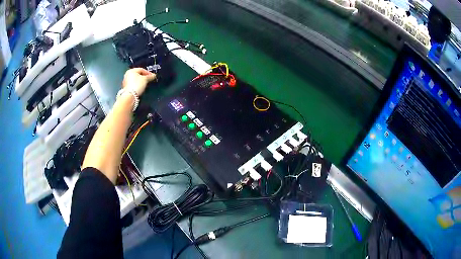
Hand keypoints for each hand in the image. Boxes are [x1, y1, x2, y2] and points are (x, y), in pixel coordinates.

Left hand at [122, 68, 156, 95]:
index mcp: (131, 71)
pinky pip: (133, 85)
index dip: (148, 72)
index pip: (141, 69)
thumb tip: (153, 76)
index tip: (152, 76)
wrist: (130, 96)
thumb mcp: (145, 79)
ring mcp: (126, 82)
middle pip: (138, 74)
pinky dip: (137, 86)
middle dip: (144, 77)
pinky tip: (140, 88)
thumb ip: (150, 76)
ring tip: (145, 84)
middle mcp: (127, 75)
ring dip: (141, 82)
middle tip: (149, 80)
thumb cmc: (136, 86)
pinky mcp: (126, 88)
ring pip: (135, 80)